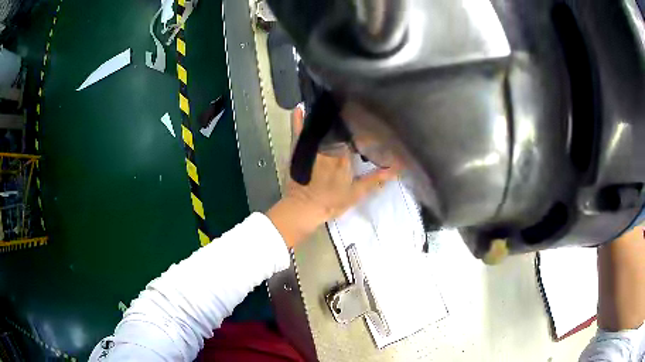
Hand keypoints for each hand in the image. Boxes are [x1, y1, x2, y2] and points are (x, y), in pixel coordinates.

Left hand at [266, 106, 399, 247]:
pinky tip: (302, 106)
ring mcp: (312, 146)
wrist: (304, 209)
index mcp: (343, 154)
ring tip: (332, 99)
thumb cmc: (331, 201)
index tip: (367, 115)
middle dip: (344, 114)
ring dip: (326, 113)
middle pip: (337, 125)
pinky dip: (299, 118)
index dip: (360, 124)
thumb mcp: (357, 192)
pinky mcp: (299, 148)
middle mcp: (327, 145)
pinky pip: (298, 129)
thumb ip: (376, 178)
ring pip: (321, 124)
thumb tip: (398, 169)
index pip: (354, 133)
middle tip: (351, 102)